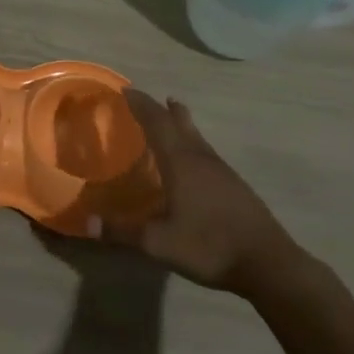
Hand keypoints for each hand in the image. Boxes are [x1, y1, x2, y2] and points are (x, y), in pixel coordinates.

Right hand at [104, 90, 311, 295]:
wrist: (268, 263)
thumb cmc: (209, 246)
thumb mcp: (159, 243)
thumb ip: (122, 231)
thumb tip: (86, 223)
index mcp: (181, 163)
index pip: (157, 123)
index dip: (141, 105)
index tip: (126, 90)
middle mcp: (201, 158)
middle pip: (178, 123)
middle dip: (159, 108)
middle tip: (143, 97)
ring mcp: (221, 170)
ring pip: (196, 135)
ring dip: (180, 120)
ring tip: (172, 110)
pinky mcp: (234, 185)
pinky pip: (206, 150)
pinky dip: (192, 141)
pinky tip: (193, 157)